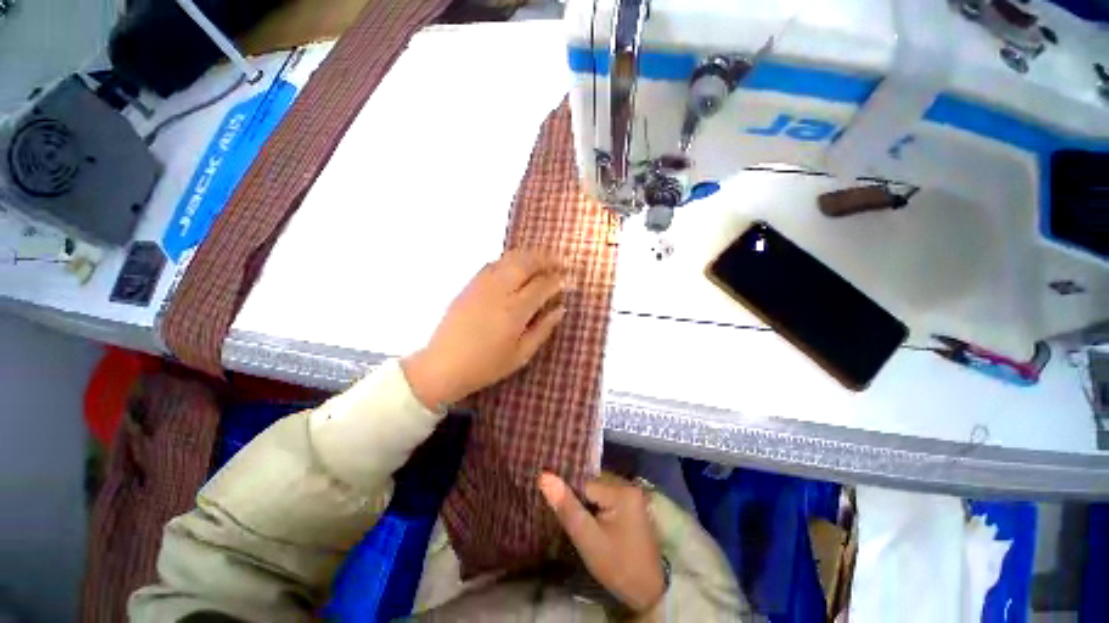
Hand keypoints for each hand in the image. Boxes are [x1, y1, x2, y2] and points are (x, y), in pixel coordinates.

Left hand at [401, 249, 565, 408]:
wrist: (443, 365)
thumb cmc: (486, 365)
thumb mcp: (521, 355)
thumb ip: (543, 329)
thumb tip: (561, 309)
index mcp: (515, 310)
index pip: (542, 285)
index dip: (558, 280)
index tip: (567, 279)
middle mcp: (500, 290)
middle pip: (526, 262)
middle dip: (546, 258)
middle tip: (560, 261)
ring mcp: (482, 284)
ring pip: (510, 258)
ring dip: (529, 255)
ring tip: (541, 259)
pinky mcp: (470, 284)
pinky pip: (494, 263)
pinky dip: (510, 260)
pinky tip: (515, 267)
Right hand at [538, 472, 665, 613]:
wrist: (648, 591)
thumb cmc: (618, 566)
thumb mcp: (589, 540)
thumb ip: (567, 508)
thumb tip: (544, 476)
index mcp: (621, 490)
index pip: (584, 483)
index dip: (568, 495)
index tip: (556, 508)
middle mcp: (628, 484)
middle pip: (591, 484)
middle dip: (576, 497)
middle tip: (564, 515)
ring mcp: (631, 493)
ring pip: (597, 489)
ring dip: (584, 501)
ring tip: (574, 517)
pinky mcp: (630, 503)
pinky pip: (605, 496)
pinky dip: (594, 505)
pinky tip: (587, 518)